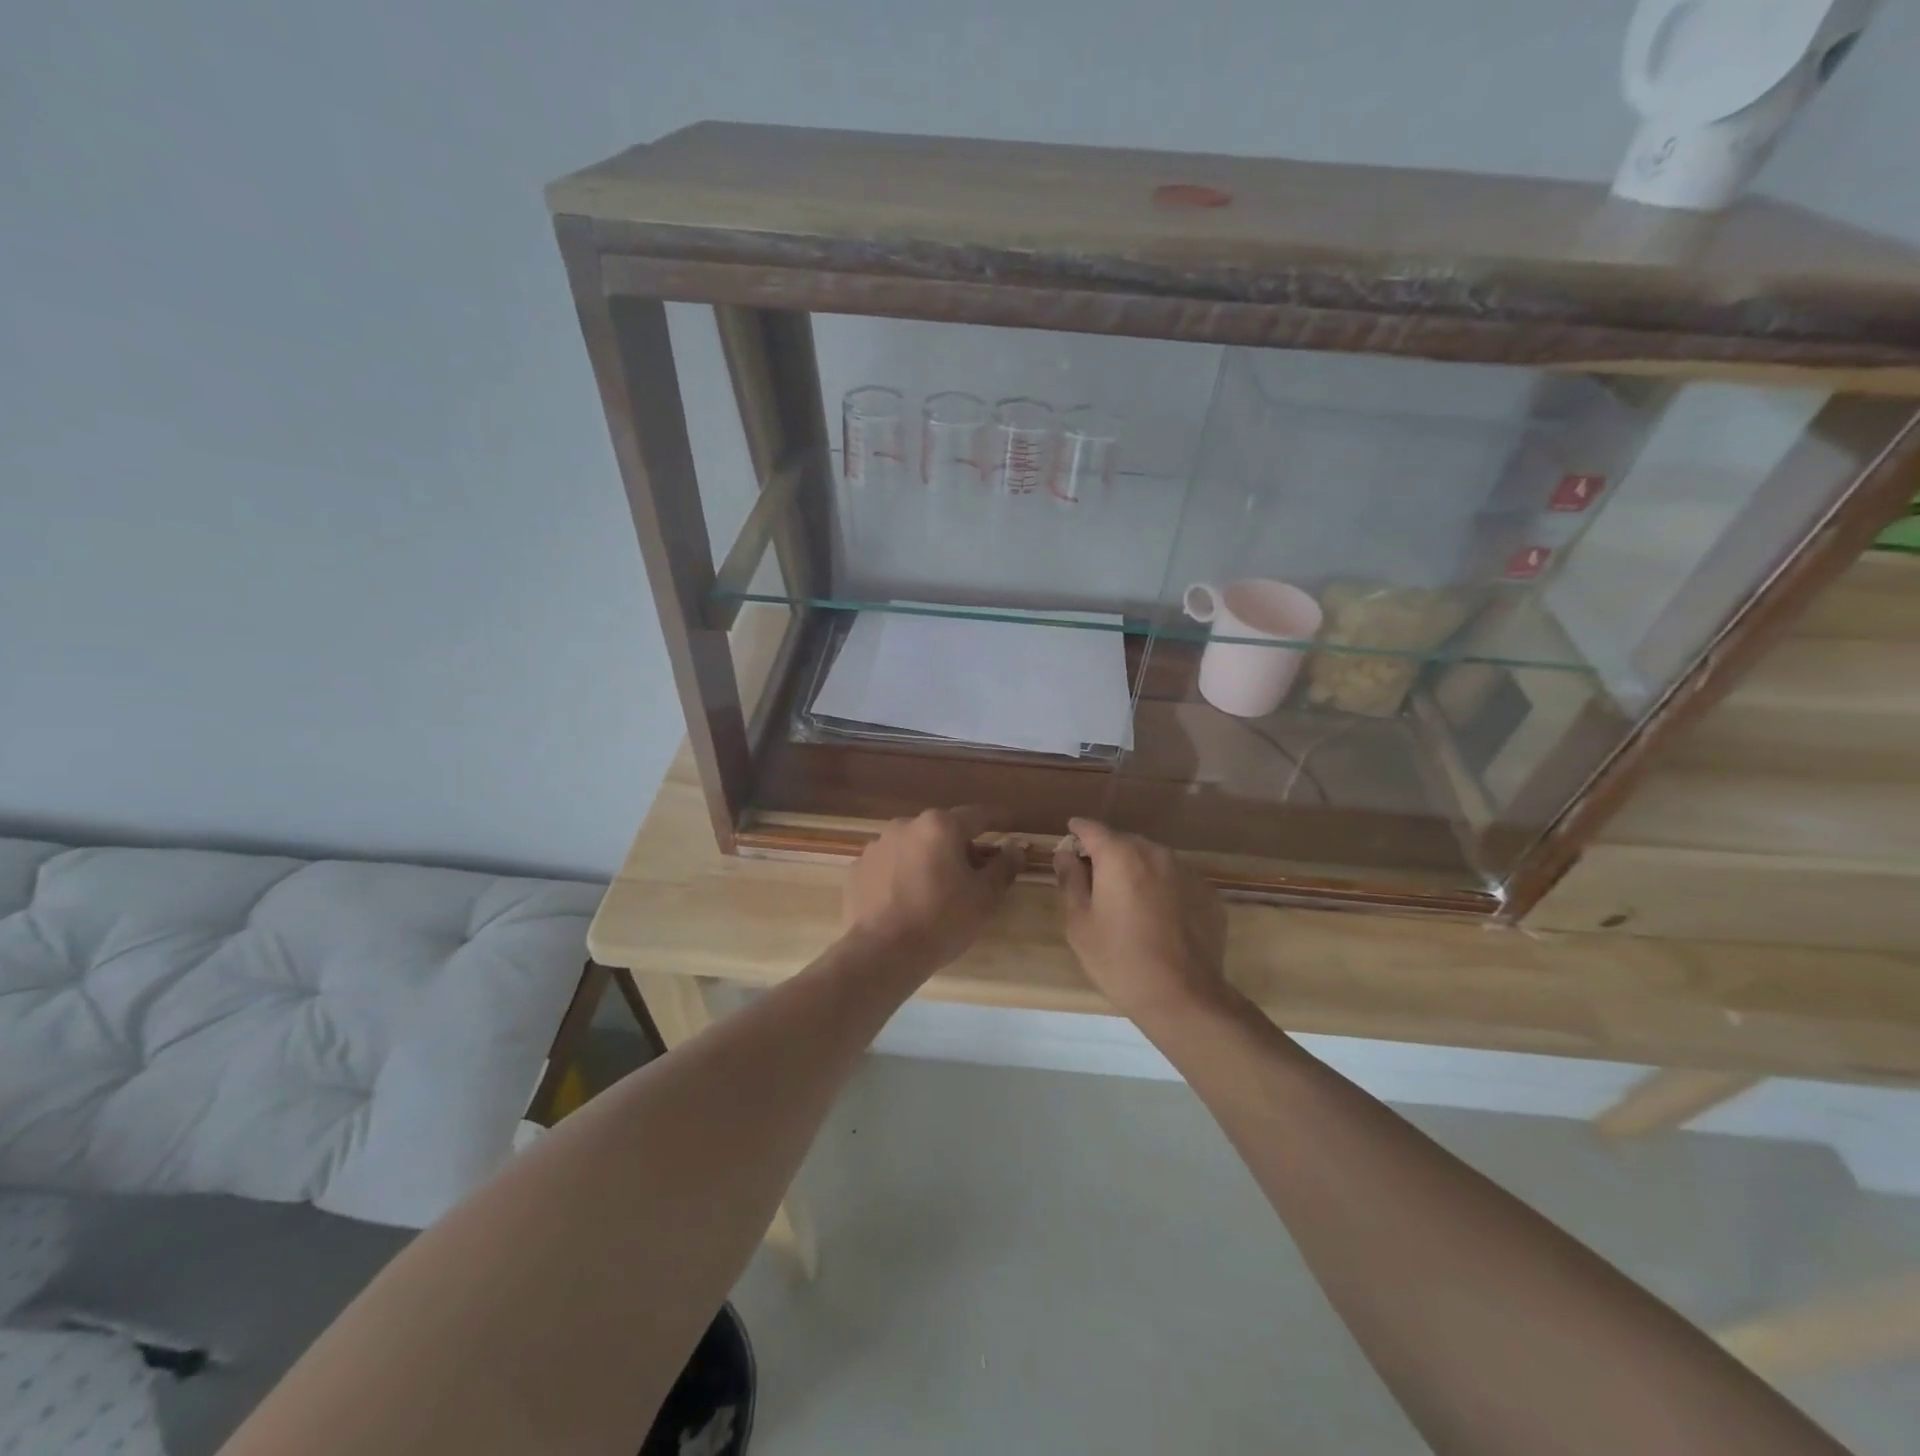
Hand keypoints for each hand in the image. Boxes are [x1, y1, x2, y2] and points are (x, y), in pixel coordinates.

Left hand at [840, 808, 1022, 978]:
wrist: (882, 953)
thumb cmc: (942, 920)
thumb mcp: (985, 897)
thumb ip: (1004, 866)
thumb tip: (1015, 847)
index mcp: (940, 826)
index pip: (978, 816)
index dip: (998, 821)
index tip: (1011, 826)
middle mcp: (906, 825)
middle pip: (943, 830)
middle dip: (960, 847)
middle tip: (974, 875)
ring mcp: (877, 845)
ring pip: (914, 846)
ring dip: (929, 859)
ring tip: (936, 891)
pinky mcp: (858, 868)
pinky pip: (890, 864)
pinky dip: (902, 874)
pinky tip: (907, 900)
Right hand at [1053, 818, 1231, 1024]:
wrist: (1183, 997)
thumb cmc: (1119, 960)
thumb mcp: (1080, 923)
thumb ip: (1070, 880)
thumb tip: (1066, 853)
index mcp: (1120, 856)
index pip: (1092, 829)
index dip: (1078, 831)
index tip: (1070, 835)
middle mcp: (1156, 853)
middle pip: (1124, 842)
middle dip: (1108, 854)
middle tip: (1096, 880)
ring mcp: (1187, 872)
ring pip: (1153, 860)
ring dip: (1138, 871)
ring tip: (1129, 902)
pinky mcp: (1208, 893)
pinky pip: (1176, 880)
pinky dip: (1163, 888)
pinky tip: (1159, 918)